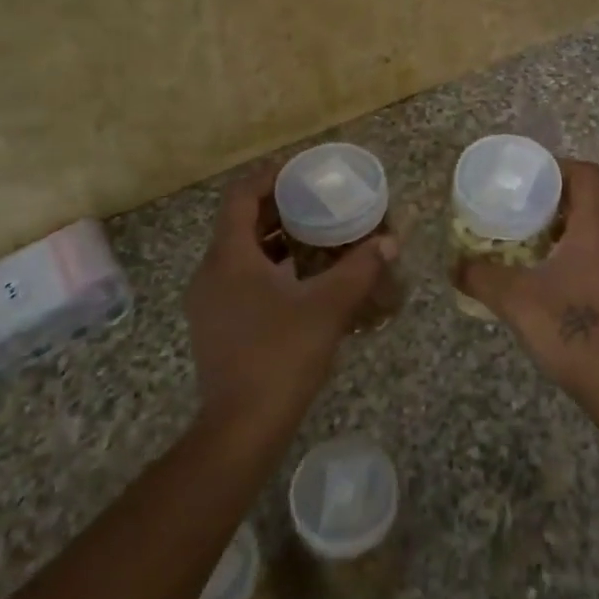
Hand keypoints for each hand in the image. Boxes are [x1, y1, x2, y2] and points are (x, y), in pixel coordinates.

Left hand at [185, 166, 397, 430]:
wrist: (242, 427)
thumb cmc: (281, 356)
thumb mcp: (328, 307)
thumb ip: (360, 269)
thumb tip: (390, 242)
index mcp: (229, 257)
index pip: (241, 197)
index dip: (269, 177)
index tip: (301, 171)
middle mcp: (210, 273)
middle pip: (239, 223)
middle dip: (276, 208)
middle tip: (315, 202)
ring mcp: (207, 302)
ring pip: (238, 254)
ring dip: (272, 240)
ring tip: (313, 236)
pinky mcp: (214, 326)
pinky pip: (237, 279)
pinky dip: (266, 268)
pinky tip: (299, 281)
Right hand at [454, 160, 598, 420]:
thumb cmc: (571, 330)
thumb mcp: (515, 300)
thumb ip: (480, 277)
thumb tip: (452, 265)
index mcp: (597, 229)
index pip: (585, 174)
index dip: (556, 167)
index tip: (526, 178)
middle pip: (588, 200)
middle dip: (551, 200)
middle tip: (515, 209)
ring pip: (593, 229)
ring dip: (560, 229)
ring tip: (523, 240)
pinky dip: (573, 252)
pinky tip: (546, 275)